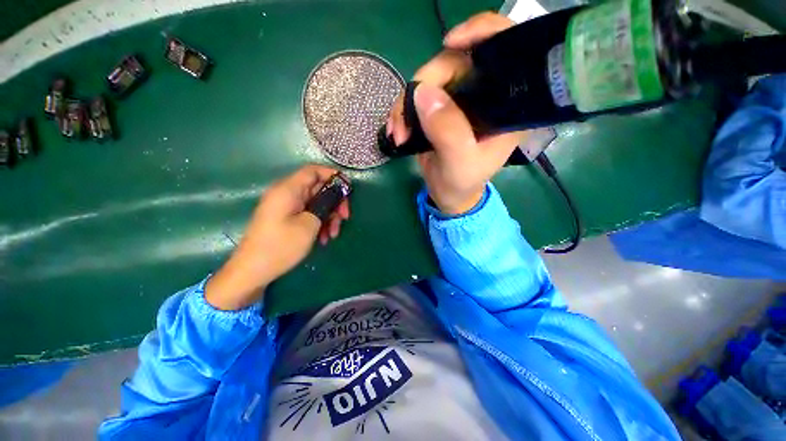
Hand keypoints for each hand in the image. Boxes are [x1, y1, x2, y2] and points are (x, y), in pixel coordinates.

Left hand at [205, 165, 349, 310]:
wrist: (253, 271)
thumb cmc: (281, 246)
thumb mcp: (309, 224)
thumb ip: (325, 205)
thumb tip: (334, 196)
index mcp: (288, 190)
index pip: (313, 170)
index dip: (332, 175)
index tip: (348, 189)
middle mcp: (287, 194)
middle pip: (318, 188)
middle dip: (335, 202)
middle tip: (345, 217)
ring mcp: (287, 207)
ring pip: (316, 203)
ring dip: (329, 216)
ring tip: (333, 234)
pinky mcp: (287, 218)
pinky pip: (309, 213)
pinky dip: (319, 223)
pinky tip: (324, 238)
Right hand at [386, 12, 526, 214]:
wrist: (449, 194)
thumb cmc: (463, 182)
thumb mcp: (460, 163)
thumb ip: (448, 131)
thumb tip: (423, 92)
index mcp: (505, 104)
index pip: (504, 50)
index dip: (481, 33)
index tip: (450, 42)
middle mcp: (485, 95)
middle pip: (455, 62)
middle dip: (424, 84)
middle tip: (405, 117)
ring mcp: (459, 100)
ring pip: (430, 79)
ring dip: (406, 103)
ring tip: (398, 131)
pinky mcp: (440, 110)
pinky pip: (417, 97)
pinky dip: (402, 110)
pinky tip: (396, 129)